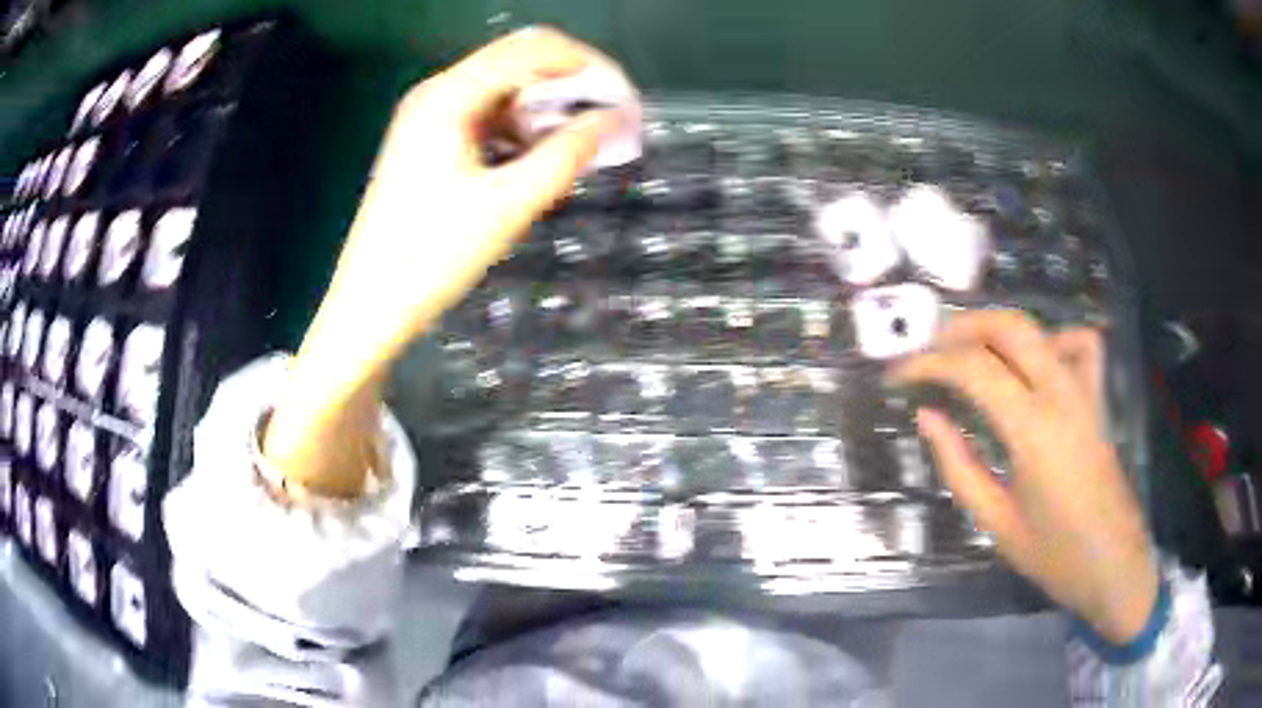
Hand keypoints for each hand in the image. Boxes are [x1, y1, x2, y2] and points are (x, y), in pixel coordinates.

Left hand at [264, 28, 625, 496]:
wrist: (370, 304)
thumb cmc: (431, 258)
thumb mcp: (508, 205)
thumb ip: (567, 153)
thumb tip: (615, 118)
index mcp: (448, 96)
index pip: (534, 49)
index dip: (588, 67)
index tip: (626, 100)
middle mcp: (437, 92)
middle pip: (519, 58)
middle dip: (571, 81)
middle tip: (612, 118)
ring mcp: (429, 113)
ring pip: (505, 86)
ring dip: (548, 104)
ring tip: (583, 141)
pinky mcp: (428, 138)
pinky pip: (488, 112)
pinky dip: (522, 124)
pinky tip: (542, 152)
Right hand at [891, 311, 1157, 643]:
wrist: (1114, 565)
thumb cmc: (1054, 555)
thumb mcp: (997, 522)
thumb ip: (959, 466)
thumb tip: (927, 418)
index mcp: (1034, 430)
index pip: (973, 369)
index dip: (928, 364)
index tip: (898, 377)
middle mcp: (1062, 395)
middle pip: (1009, 327)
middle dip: (962, 328)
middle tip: (930, 352)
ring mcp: (1085, 391)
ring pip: (1041, 329)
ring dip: (999, 331)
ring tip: (973, 354)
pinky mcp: (1098, 398)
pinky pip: (1080, 345)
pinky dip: (1053, 341)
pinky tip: (1037, 364)